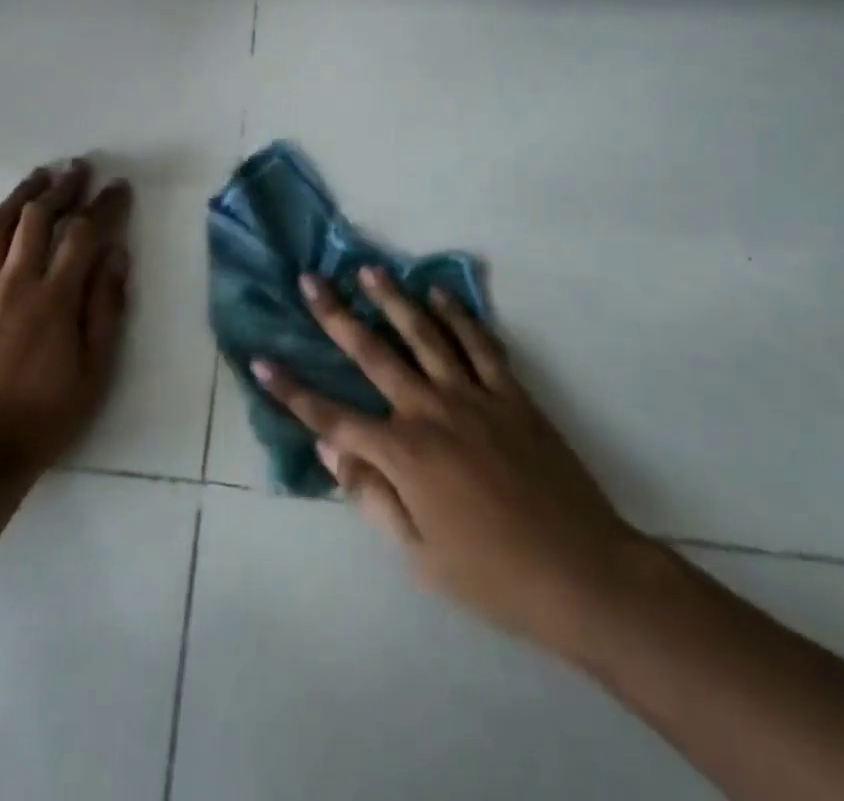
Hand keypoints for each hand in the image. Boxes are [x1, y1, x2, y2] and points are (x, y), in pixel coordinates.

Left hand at [0, 160, 132, 479]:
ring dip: (19, 196)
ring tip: (38, 177)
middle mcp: (14, 284)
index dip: (104, 205)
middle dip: (61, 187)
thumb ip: (106, 307)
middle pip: (36, 218)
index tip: (119, 186)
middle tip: (79, 167)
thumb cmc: (47, 414)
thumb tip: (116, 254)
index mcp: (53, 298)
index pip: (83, 234)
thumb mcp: (96, 369)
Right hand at [252, 267, 658, 663]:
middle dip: (336, 316)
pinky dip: (459, 315)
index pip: (332, 416)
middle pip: (373, 354)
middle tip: (311, 280)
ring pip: (424, 335)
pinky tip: (440, 293)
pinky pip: (480, 344)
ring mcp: (473, 396)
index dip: (292, 390)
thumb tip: (329, 449)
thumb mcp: (420, 553)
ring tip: (370, 269)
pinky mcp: (511, 394)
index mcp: (404, 454)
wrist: (582, 573)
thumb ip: (371, 496)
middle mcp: (431, 411)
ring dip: (393, 299)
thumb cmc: (492, 575)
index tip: (261, 360)